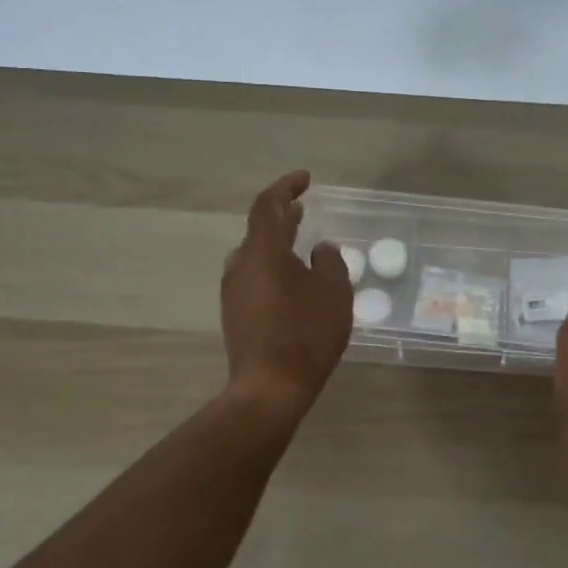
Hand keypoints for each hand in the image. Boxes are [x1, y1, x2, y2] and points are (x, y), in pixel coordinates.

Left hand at [220, 170, 353, 419]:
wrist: (270, 388)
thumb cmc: (307, 334)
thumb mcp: (334, 293)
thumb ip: (330, 263)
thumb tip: (321, 249)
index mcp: (263, 251)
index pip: (268, 205)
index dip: (286, 187)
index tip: (305, 180)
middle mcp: (241, 265)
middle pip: (259, 229)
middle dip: (282, 215)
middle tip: (302, 207)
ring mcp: (234, 291)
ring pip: (254, 254)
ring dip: (277, 242)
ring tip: (300, 240)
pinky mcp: (235, 314)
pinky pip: (254, 276)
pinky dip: (272, 265)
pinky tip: (292, 279)